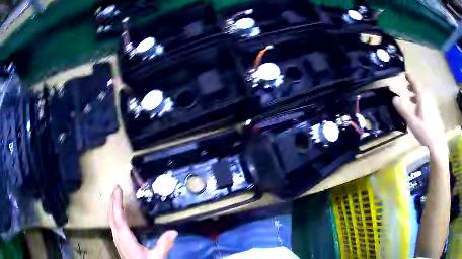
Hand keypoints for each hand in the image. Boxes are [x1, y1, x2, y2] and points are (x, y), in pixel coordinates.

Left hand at [109, 186, 177, 258]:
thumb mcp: (157, 257)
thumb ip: (164, 244)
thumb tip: (174, 231)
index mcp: (125, 238)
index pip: (118, 217)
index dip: (117, 202)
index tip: (118, 189)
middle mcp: (118, 237)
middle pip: (112, 216)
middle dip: (113, 201)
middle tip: (116, 189)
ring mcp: (117, 240)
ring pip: (111, 220)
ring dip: (113, 208)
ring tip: (116, 198)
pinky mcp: (119, 243)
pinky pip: (114, 225)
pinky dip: (115, 216)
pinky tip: (119, 216)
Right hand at [392, 73, 447, 153]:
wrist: (437, 142)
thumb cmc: (425, 131)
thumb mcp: (412, 122)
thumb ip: (403, 110)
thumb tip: (394, 98)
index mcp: (422, 99)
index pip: (416, 84)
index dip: (411, 78)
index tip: (405, 73)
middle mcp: (427, 99)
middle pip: (420, 88)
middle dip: (413, 85)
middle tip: (407, 84)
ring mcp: (431, 105)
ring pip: (423, 95)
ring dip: (416, 93)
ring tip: (410, 96)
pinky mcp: (433, 112)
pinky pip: (426, 101)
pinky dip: (420, 100)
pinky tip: (418, 108)